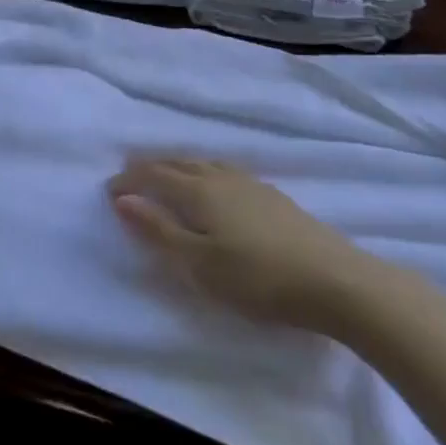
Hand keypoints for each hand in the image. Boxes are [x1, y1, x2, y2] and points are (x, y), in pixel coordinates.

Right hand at [107, 158, 393, 334]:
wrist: (336, 282)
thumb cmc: (258, 277)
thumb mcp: (199, 263)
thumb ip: (158, 230)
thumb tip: (121, 199)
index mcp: (199, 191)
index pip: (153, 175)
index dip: (129, 180)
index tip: (109, 190)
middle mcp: (221, 178)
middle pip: (178, 162)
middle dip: (150, 166)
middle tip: (130, 174)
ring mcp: (251, 184)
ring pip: (204, 164)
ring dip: (178, 166)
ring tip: (167, 175)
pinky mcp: (274, 197)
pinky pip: (224, 172)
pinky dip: (204, 173)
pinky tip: (215, 188)